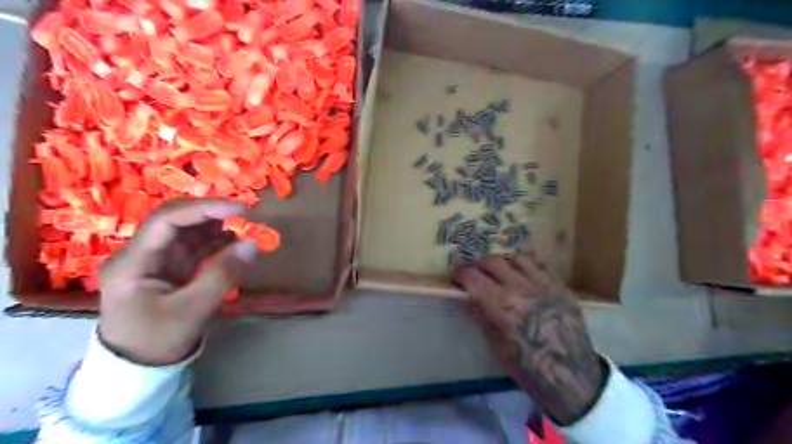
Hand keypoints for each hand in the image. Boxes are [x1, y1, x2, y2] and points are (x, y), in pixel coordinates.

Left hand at [96, 200, 257, 365]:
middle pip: (178, 220)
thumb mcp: (192, 310)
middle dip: (213, 215)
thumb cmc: (157, 341)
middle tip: (248, 217)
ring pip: (190, 232)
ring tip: (248, 229)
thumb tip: (253, 243)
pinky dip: (220, 243)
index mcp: (133, 262)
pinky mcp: (173, 267)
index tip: (240, 209)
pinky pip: (198, 247)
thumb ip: (223, 275)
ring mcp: (158, 259)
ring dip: (220, 227)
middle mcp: (143, 253)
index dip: (204, 209)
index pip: (166, 221)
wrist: (138, 368)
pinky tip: (238, 244)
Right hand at [451, 252, 607, 423]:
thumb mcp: (497, 346)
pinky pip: (541, 266)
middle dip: (478, 264)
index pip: (473, 277)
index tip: (456, 276)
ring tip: (499, 271)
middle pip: (493, 261)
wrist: (573, 379)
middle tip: (475, 273)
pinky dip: (526, 265)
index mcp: (502, 307)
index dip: (460, 273)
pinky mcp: (562, 288)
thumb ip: (482, 316)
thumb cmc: (529, 369)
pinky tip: (522, 275)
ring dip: (503, 261)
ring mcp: (545, 285)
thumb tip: (468, 298)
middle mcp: (522, 289)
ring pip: (518, 257)